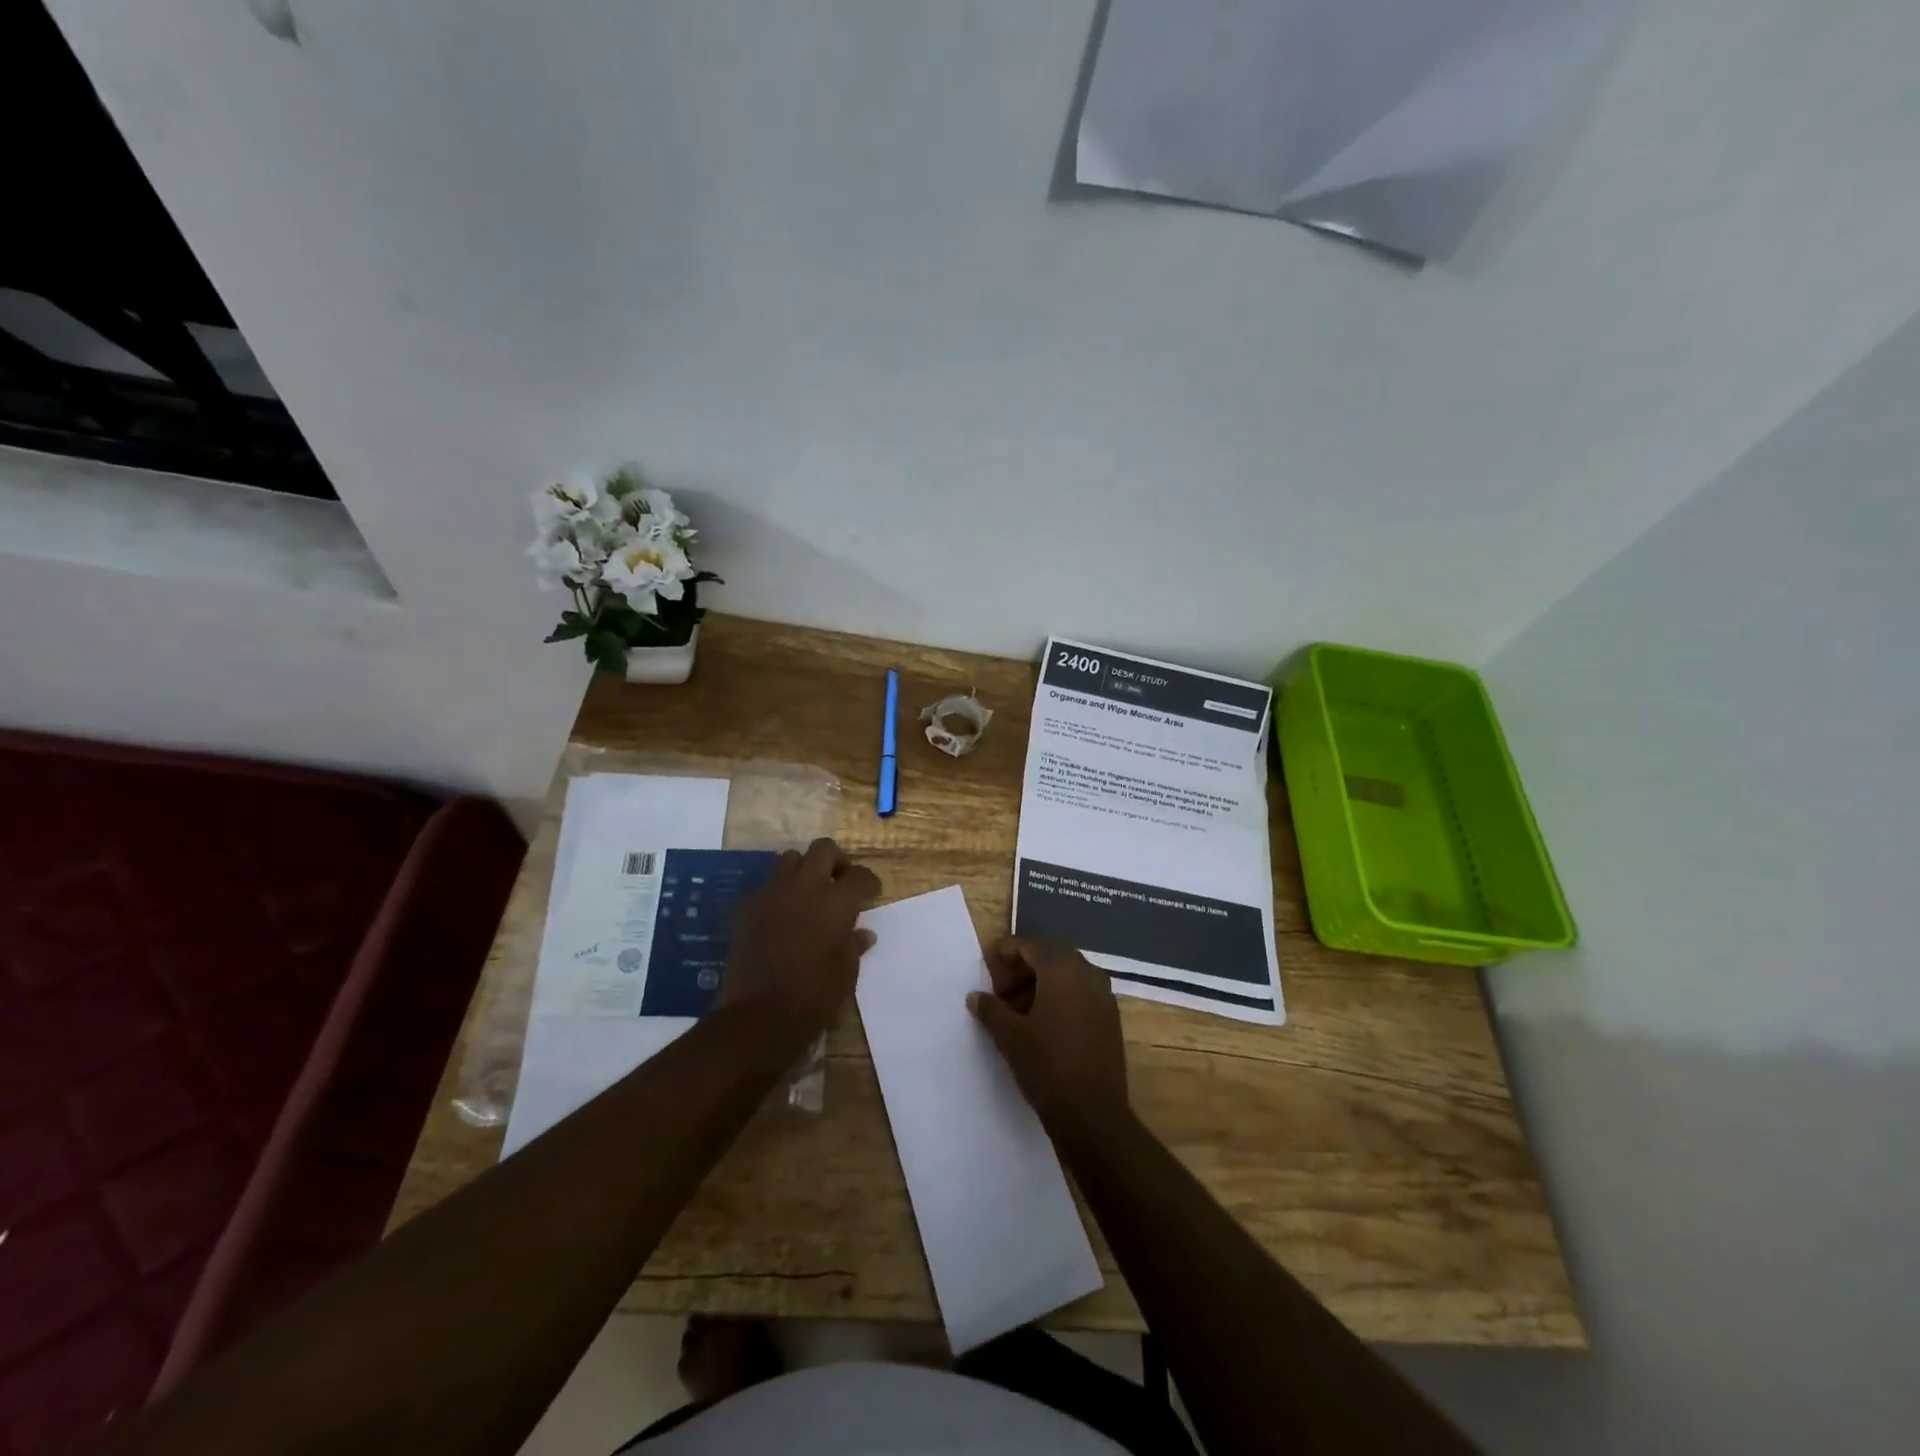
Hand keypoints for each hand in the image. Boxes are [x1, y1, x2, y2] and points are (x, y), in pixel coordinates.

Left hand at [720, 838, 881, 1044]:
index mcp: (836, 902)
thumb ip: (854, 945)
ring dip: (804, 869)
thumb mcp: (846, 973)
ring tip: (809, 894)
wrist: (758, 1016)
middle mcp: (805, 888)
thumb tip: (863, 933)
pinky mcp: (748, 907)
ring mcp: (772, 894)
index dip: (869, 883)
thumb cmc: (813, 997)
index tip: (871, 895)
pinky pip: (767, 885)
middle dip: (837, 861)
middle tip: (840, 882)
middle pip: (824, 849)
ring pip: (790, 859)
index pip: (860, 876)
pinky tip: (783, 915)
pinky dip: (779, 892)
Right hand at [967, 936, 1129, 1142]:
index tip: (988, 964)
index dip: (1006, 951)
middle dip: (1023, 968)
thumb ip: (991, 1009)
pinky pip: (1081, 993)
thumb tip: (975, 996)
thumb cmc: (1046, 1066)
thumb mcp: (1010, 1036)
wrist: (1092, 1114)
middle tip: (1000, 991)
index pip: (1030, 945)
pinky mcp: (1111, 1018)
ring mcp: (1104, 995)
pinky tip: (1041, 1023)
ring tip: (1016, 1010)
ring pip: (1067, 975)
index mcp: (1062, 969)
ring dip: (1040, 984)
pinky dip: (1060, 997)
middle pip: (1050, 957)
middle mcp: (1087, 973)